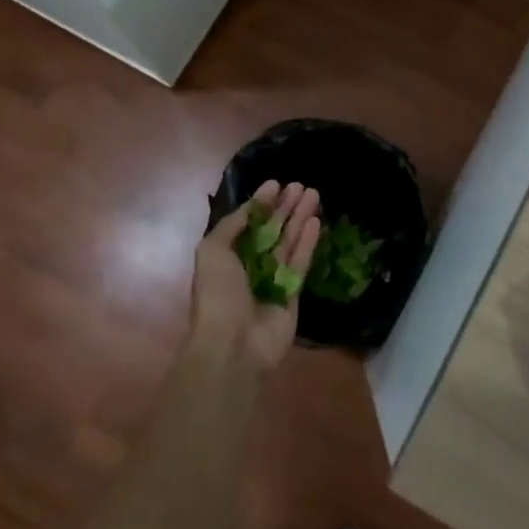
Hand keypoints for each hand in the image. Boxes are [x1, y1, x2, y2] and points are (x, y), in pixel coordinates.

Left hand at [192, 180, 320, 371]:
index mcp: (226, 256)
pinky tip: (316, 221)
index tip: (276, 183)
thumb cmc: (217, 294)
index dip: (261, 203)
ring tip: (314, 194)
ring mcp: (272, 280)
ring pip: (288, 242)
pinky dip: (308, 242)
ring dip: (300, 218)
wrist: (232, 345)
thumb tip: (250, 207)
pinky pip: (300, 263)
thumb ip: (232, 226)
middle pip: (271, 230)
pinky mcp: (292, 294)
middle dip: (284, 207)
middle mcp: (249, 266)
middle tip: (301, 185)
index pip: (247, 223)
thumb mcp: (212, 251)